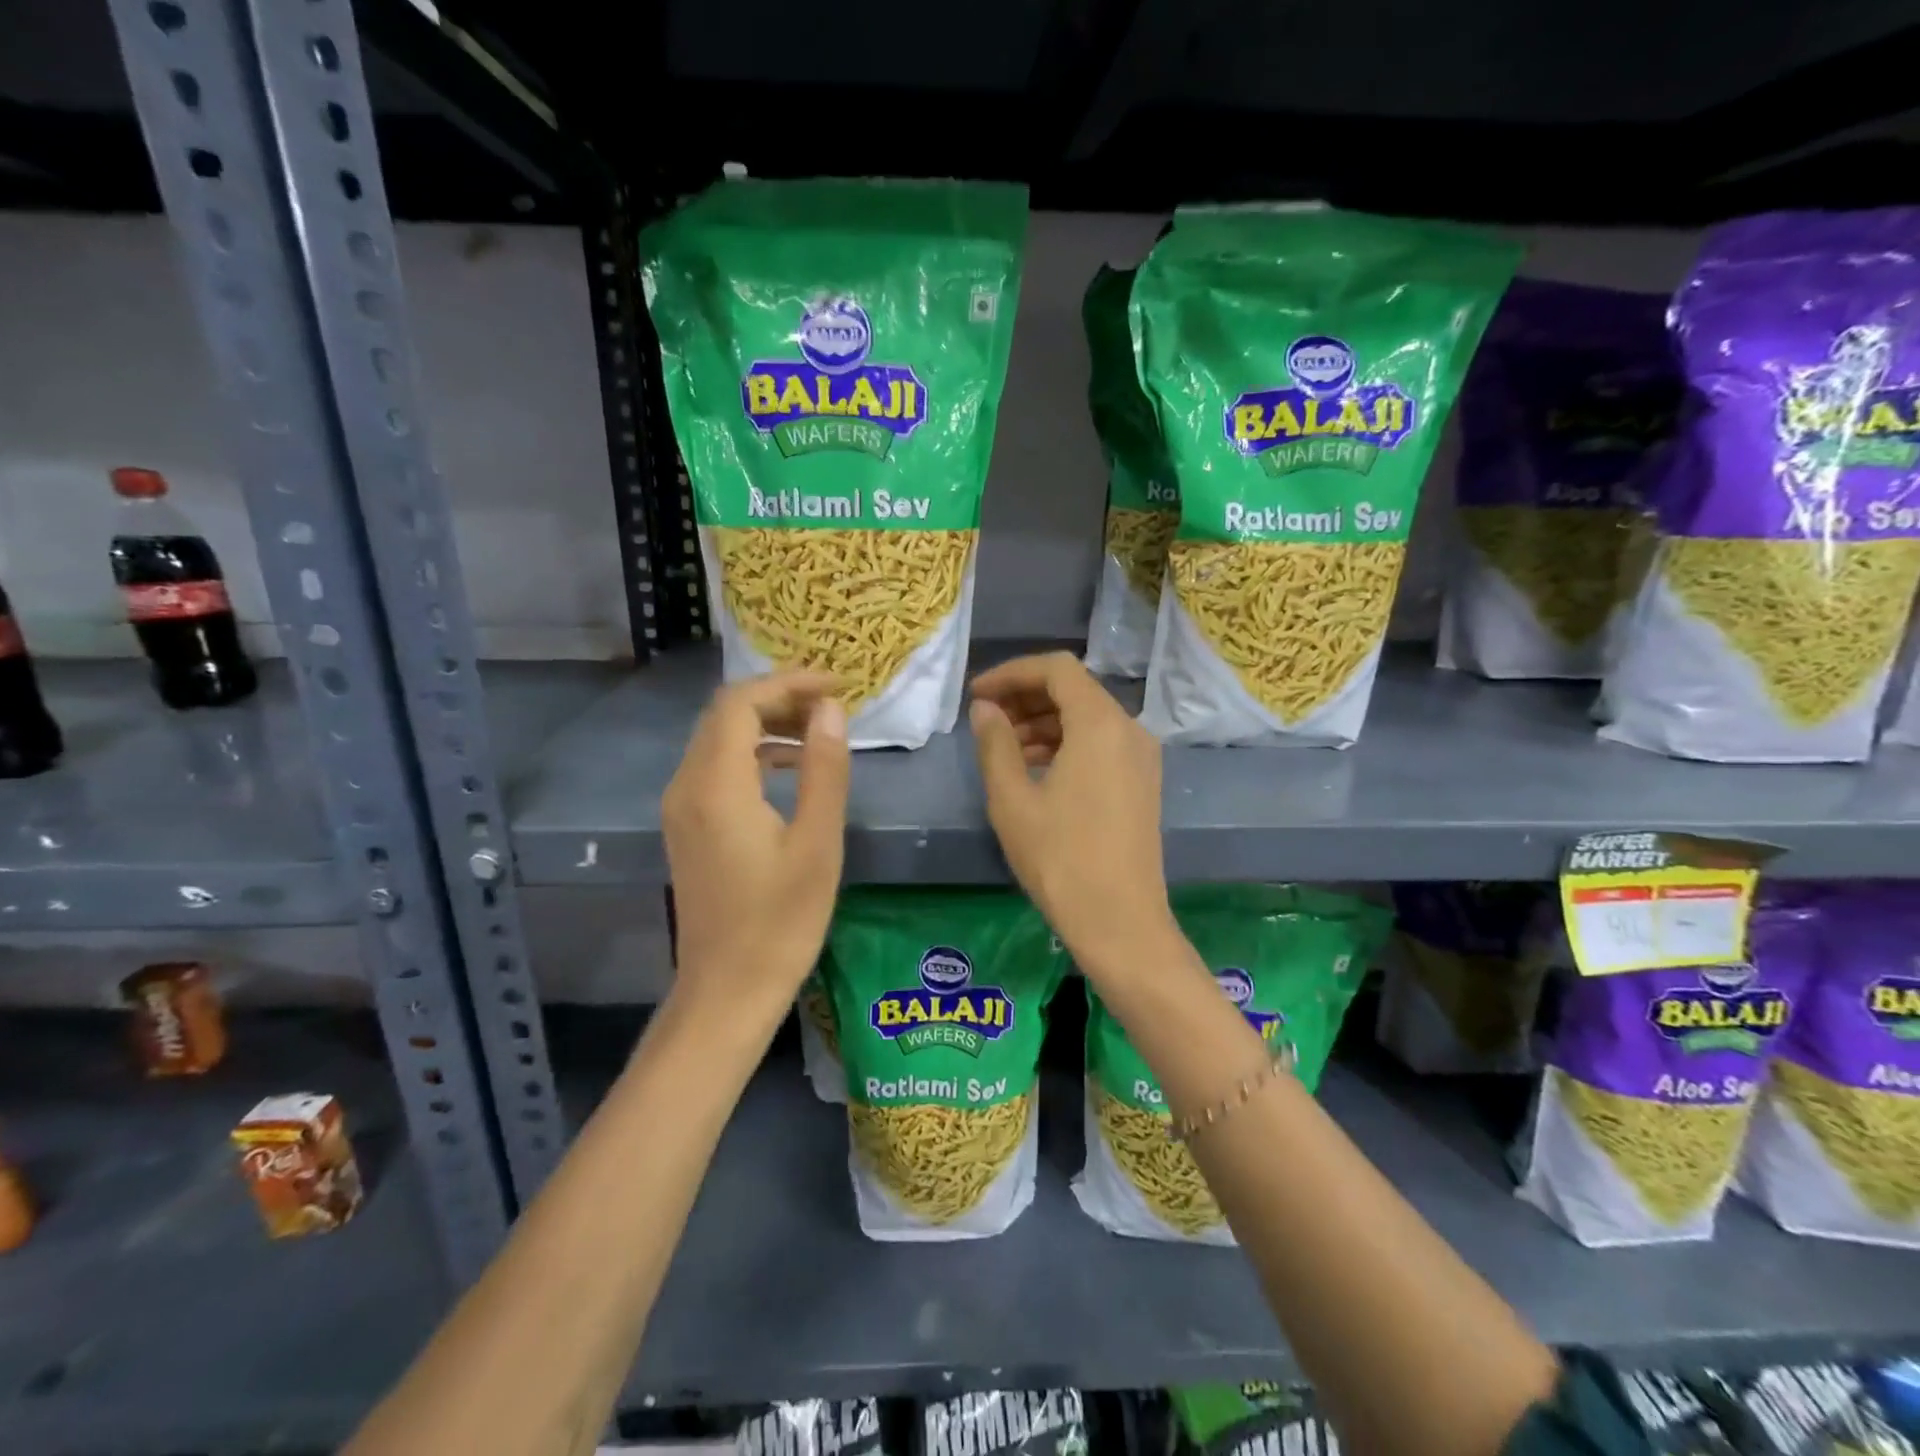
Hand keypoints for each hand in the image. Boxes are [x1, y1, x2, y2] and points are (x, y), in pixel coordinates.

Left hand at [662, 672, 848, 1021]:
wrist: (728, 990)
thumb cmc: (781, 921)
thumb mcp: (817, 842)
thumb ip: (823, 768)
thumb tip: (829, 710)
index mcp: (716, 785)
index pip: (741, 703)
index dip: (788, 683)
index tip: (837, 686)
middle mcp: (686, 786)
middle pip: (725, 715)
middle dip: (779, 697)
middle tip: (833, 704)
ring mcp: (680, 808)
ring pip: (719, 739)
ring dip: (767, 724)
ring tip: (819, 730)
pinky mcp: (687, 827)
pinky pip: (716, 768)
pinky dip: (754, 753)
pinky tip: (791, 768)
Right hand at [969, 652, 1174, 974]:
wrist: (1120, 922)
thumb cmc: (1060, 859)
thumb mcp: (1012, 800)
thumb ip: (995, 743)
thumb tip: (985, 709)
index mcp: (1100, 723)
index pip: (1056, 669)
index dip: (1012, 673)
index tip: (977, 694)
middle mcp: (1129, 729)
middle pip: (1074, 690)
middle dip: (1026, 697)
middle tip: (986, 721)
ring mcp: (1141, 756)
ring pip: (1088, 717)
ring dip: (1044, 722)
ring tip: (1004, 748)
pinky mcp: (1143, 781)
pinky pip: (1101, 743)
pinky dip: (1066, 743)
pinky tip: (1036, 769)